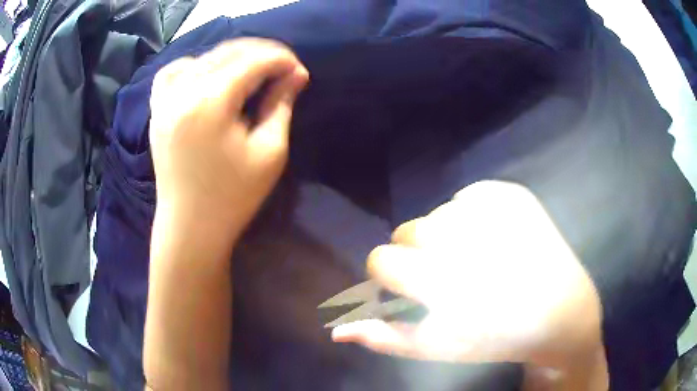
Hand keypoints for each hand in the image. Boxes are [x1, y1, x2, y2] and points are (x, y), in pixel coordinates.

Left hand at [149, 38, 308, 233]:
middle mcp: (183, 91)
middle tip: (283, 69)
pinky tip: (207, 75)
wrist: (190, 226)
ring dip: (232, 57)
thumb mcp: (268, 152)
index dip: (281, 60)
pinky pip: (173, 71)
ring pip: (203, 57)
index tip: (299, 71)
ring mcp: (165, 99)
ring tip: (251, 71)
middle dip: (261, 54)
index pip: (252, 61)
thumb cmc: (233, 196)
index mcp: (210, 102)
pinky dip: (194, 65)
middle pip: (228, 52)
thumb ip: (280, 105)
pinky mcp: (157, 110)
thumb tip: (297, 74)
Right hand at [332, 181, 607, 389]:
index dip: (392, 276)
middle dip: (420, 255)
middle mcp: (467, 238)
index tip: (412, 289)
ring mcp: (494, 208)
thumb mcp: (437, 346)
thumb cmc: (497, 338)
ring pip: (438, 213)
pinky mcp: (512, 193)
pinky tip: (494, 241)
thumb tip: (336, 330)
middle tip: (449, 276)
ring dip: (447, 237)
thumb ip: (386, 336)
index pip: (381, 259)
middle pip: (408, 230)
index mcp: (445, 282)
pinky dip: (473, 218)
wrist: (561, 311)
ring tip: (477, 260)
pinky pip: (470, 197)